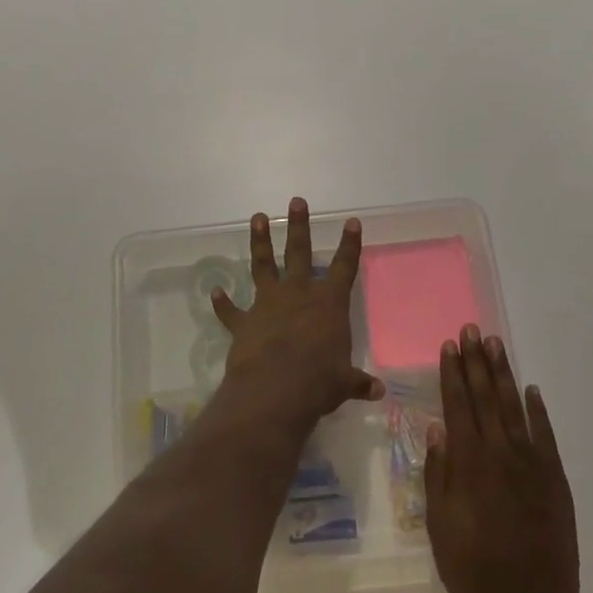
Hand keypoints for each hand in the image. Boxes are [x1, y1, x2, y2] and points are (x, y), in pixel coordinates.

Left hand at [211, 198, 383, 425]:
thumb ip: (358, 382)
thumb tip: (378, 392)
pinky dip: (222, 303)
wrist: (273, 390)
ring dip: (260, 242)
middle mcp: (298, 294)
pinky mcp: (244, 322)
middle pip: (299, 252)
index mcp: (328, 303)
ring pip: (263, 265)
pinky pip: (231, 311)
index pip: (344, 267)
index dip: (349, 244)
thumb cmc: (318, 382)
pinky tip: (214, 291)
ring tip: (257, 218)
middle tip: (296, 201)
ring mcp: (267, 304)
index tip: (351, 222)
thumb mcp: (344, 382)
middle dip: (299, 226)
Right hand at [426, 326, 580, 592]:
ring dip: (503, 375)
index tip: (449, 346)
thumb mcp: (440, 526)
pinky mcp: (555, 479)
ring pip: (514, 408)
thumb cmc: (474, 569)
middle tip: (472, 330)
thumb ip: (438, 475)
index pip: (458, 406)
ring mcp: (532, 464)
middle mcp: (501, 453)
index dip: (452, 374)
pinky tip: (531, 391)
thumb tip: (437, 429)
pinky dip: (537, 410)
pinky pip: (545, 435)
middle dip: (477, 362)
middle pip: (486, 397)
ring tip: (496, 345)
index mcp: (469, 463)